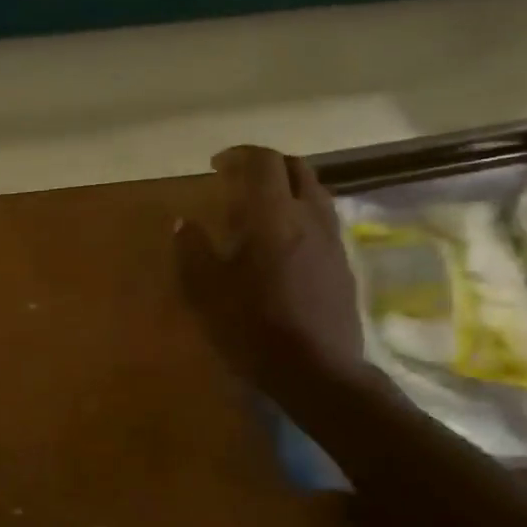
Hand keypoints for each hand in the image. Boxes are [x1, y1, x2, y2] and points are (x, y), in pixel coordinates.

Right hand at [175, 146, 366, 395]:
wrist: (318, 370)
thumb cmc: (254, 328)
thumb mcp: (207, 291)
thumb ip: (192, 250)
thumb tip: (183, 222)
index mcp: (272, 216)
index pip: (262, 162)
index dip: (239, 155)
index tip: (216, 165)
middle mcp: (308, 216)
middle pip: (295, 168)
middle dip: (266, 165)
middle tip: (239, 181)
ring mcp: (331, 238)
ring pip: (315, 191)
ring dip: (287, 187)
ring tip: (262, 208)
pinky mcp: (343, 261)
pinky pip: (323, 218)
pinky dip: (301, 212)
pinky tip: (284, 240)